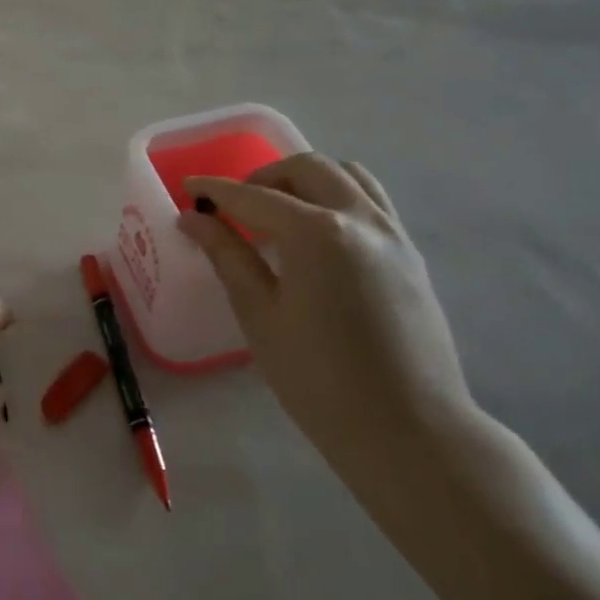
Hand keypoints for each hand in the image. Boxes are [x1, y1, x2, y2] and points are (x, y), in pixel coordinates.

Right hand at [178, 154, 481, 472]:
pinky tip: (318, 235)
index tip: (188, 188)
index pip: (254, 197)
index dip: (216, 190)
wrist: (409, 430)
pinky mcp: (410, 254)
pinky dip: (338, 196)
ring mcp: (393, 233)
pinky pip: (372, 200)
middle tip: (234, 207)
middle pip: (306, 169)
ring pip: (347, 175)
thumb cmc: (319, 378)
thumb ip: (228, 256)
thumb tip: (193, 219)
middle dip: (263, 178)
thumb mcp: (260, 315)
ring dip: (305, 180)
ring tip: (278, 213)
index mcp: (316, 233)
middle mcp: (359, 218)